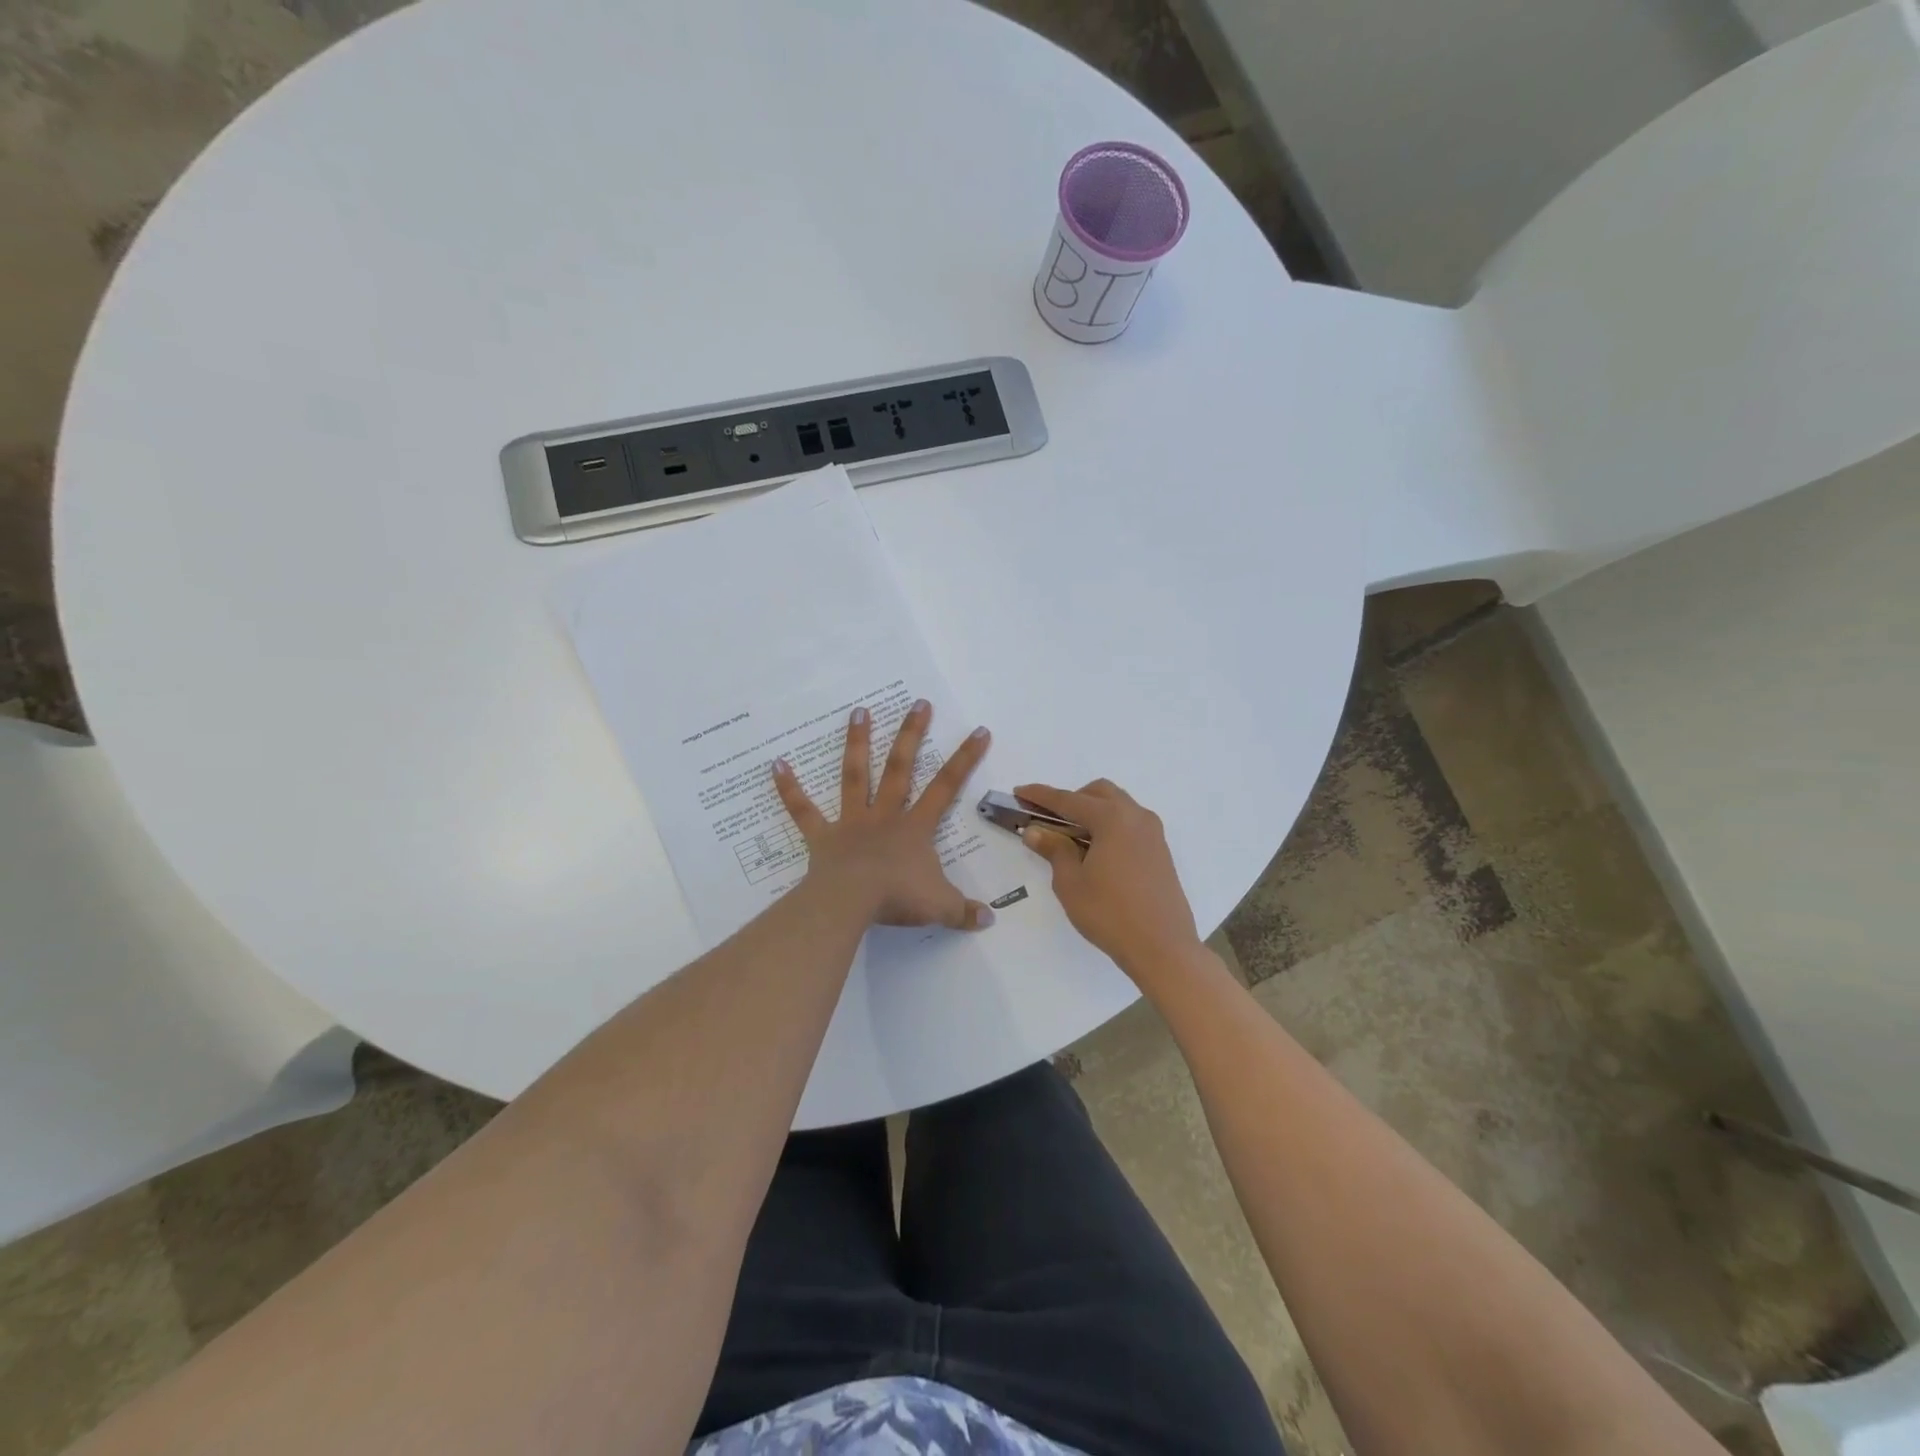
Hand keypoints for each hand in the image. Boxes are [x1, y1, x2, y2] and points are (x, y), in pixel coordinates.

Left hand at [774, 700, 994, 931]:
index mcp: (915, 828)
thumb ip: (965, 911)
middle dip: (911, 734)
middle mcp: (884, 815)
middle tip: (918, 703)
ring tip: (858, 711)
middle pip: (900, 768)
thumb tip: (990, 920)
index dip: (965, 758)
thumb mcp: (940, 907)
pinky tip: (776, 764)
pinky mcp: (822, 837)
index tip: (978, 730)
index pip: (946, 786)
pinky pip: (803, 810)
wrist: (850, 903)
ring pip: (855, 776)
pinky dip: (789, 788)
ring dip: (856, 743)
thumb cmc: (897, 899)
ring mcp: (851, 823)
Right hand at [1015, 780, 1201, 978]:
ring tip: (1071, 839)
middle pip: (1098, 793)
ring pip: (1118, 806)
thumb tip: (1035, 831)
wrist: (1163, 948)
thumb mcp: (1071, 882)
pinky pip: (1130, 824)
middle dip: (1071, 800)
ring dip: (1092, 812)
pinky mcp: (1160, 851)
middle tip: (1049, 821)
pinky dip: (1109, 826)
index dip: (1040, 796)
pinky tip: (1097, 853)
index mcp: (1112, 818)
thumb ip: (1054, 849)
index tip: (1019, 792)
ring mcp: (1153, 833)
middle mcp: (1136, 816)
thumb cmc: (1110, 914)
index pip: (1068, 800)